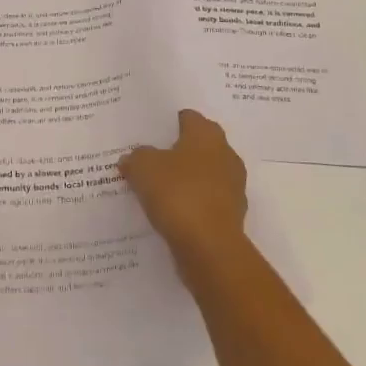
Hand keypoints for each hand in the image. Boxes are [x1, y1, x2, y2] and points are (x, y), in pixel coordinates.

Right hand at [119, 109, 247, 262]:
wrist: (209, 248)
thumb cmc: (178, 194)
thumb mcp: (143, 167)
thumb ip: (136, 157)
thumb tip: (133, 158)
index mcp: (207, 135)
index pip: (188, 117)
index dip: (167, 123)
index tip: (148, 133)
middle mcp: (226, 155)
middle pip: (197, 147)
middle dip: (175, 152)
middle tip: (148, 159)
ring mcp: (232, 187)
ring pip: (201, 176)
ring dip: (184, 181)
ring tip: (155, 189)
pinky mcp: (231, 215)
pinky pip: (205, 202)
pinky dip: (190, 205)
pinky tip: (169, 213)